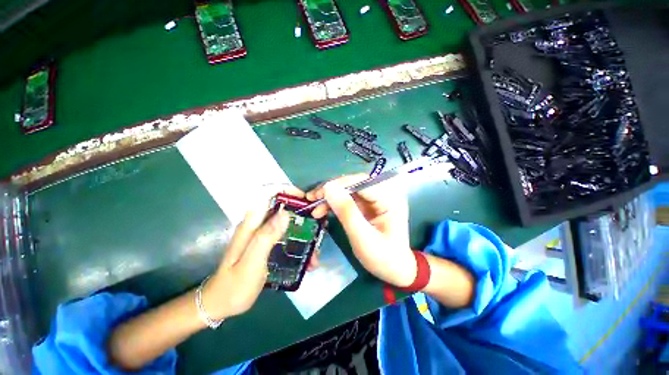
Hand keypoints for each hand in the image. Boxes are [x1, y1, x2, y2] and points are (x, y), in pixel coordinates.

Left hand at [201, 186, 306, 319]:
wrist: (221, 303)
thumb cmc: (235, 286)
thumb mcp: (252, 263)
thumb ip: (266, 236)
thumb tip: (284, 212)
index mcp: (251, 224)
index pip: (269, 195)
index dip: (288, 193)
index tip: (305, 201)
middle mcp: (257, 225)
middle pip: (282, 209)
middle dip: (302, 216)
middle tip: (317, 230)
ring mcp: (262, 234)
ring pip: (287, 224)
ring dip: (303, 234)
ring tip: (314, 254)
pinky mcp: (266, 243)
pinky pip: (286, 236)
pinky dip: (298, 244)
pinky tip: (306, 260)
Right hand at [307, 175, 415, 287]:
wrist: (394, 269)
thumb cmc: (383, 257)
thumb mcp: (363, 238)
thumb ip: (347, 212)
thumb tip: (328, 187)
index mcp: (390, 198)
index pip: (362, 182)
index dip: (339, 185)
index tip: (318, 195)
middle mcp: (384, 193)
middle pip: (354, 183)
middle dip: (332, 190)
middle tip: (312, 199)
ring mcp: (376, 198)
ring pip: (349, 189)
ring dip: (331, 196)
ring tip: (315, 208)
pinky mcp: (368, 204)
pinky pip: (348, 198)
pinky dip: (334, 203)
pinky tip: (323, 210)